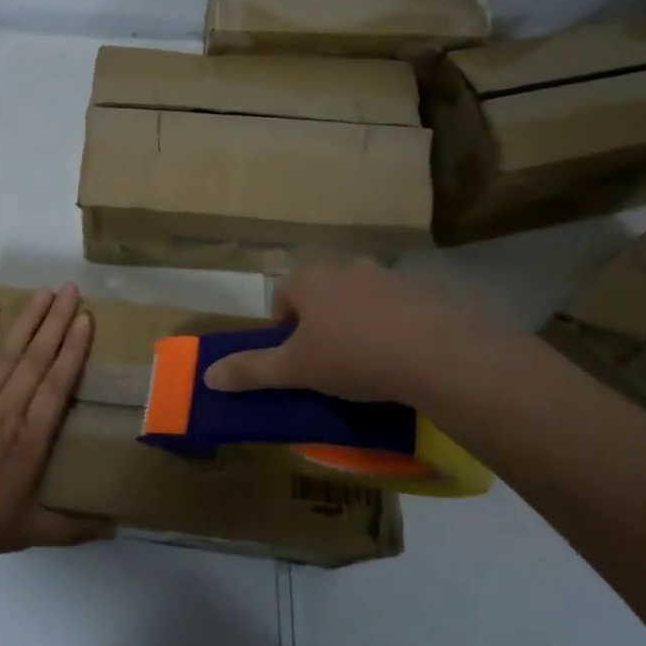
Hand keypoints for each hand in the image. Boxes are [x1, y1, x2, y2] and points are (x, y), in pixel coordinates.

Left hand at [0, 284, 112, 558]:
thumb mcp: (23, 532)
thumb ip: (68, 528)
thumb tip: (113, 529)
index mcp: (29, 440)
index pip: (57, 386)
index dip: (73, 351)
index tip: (85, 320)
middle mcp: (6, 410)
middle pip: (36, 360)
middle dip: (56, 323)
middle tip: (72, 290)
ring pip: (8, 354)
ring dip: (28, 321)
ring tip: (44, 291)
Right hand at [202, 261, 502, 404]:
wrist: (437, 354)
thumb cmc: (353, 357)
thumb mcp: (296, 370)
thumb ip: (252, 371)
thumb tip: (208, 376)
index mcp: (310, 281)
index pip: (283, 295)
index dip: (283, 327)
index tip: (297, 358)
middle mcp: (345, 268)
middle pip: (320, 294)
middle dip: (320, 323)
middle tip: (329, 360)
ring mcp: (387, 277)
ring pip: (358, 298)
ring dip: (356, 322)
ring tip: (368, 361)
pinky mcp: (422, 291)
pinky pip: (396, 307)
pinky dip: (392, 326)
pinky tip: (401, 356)